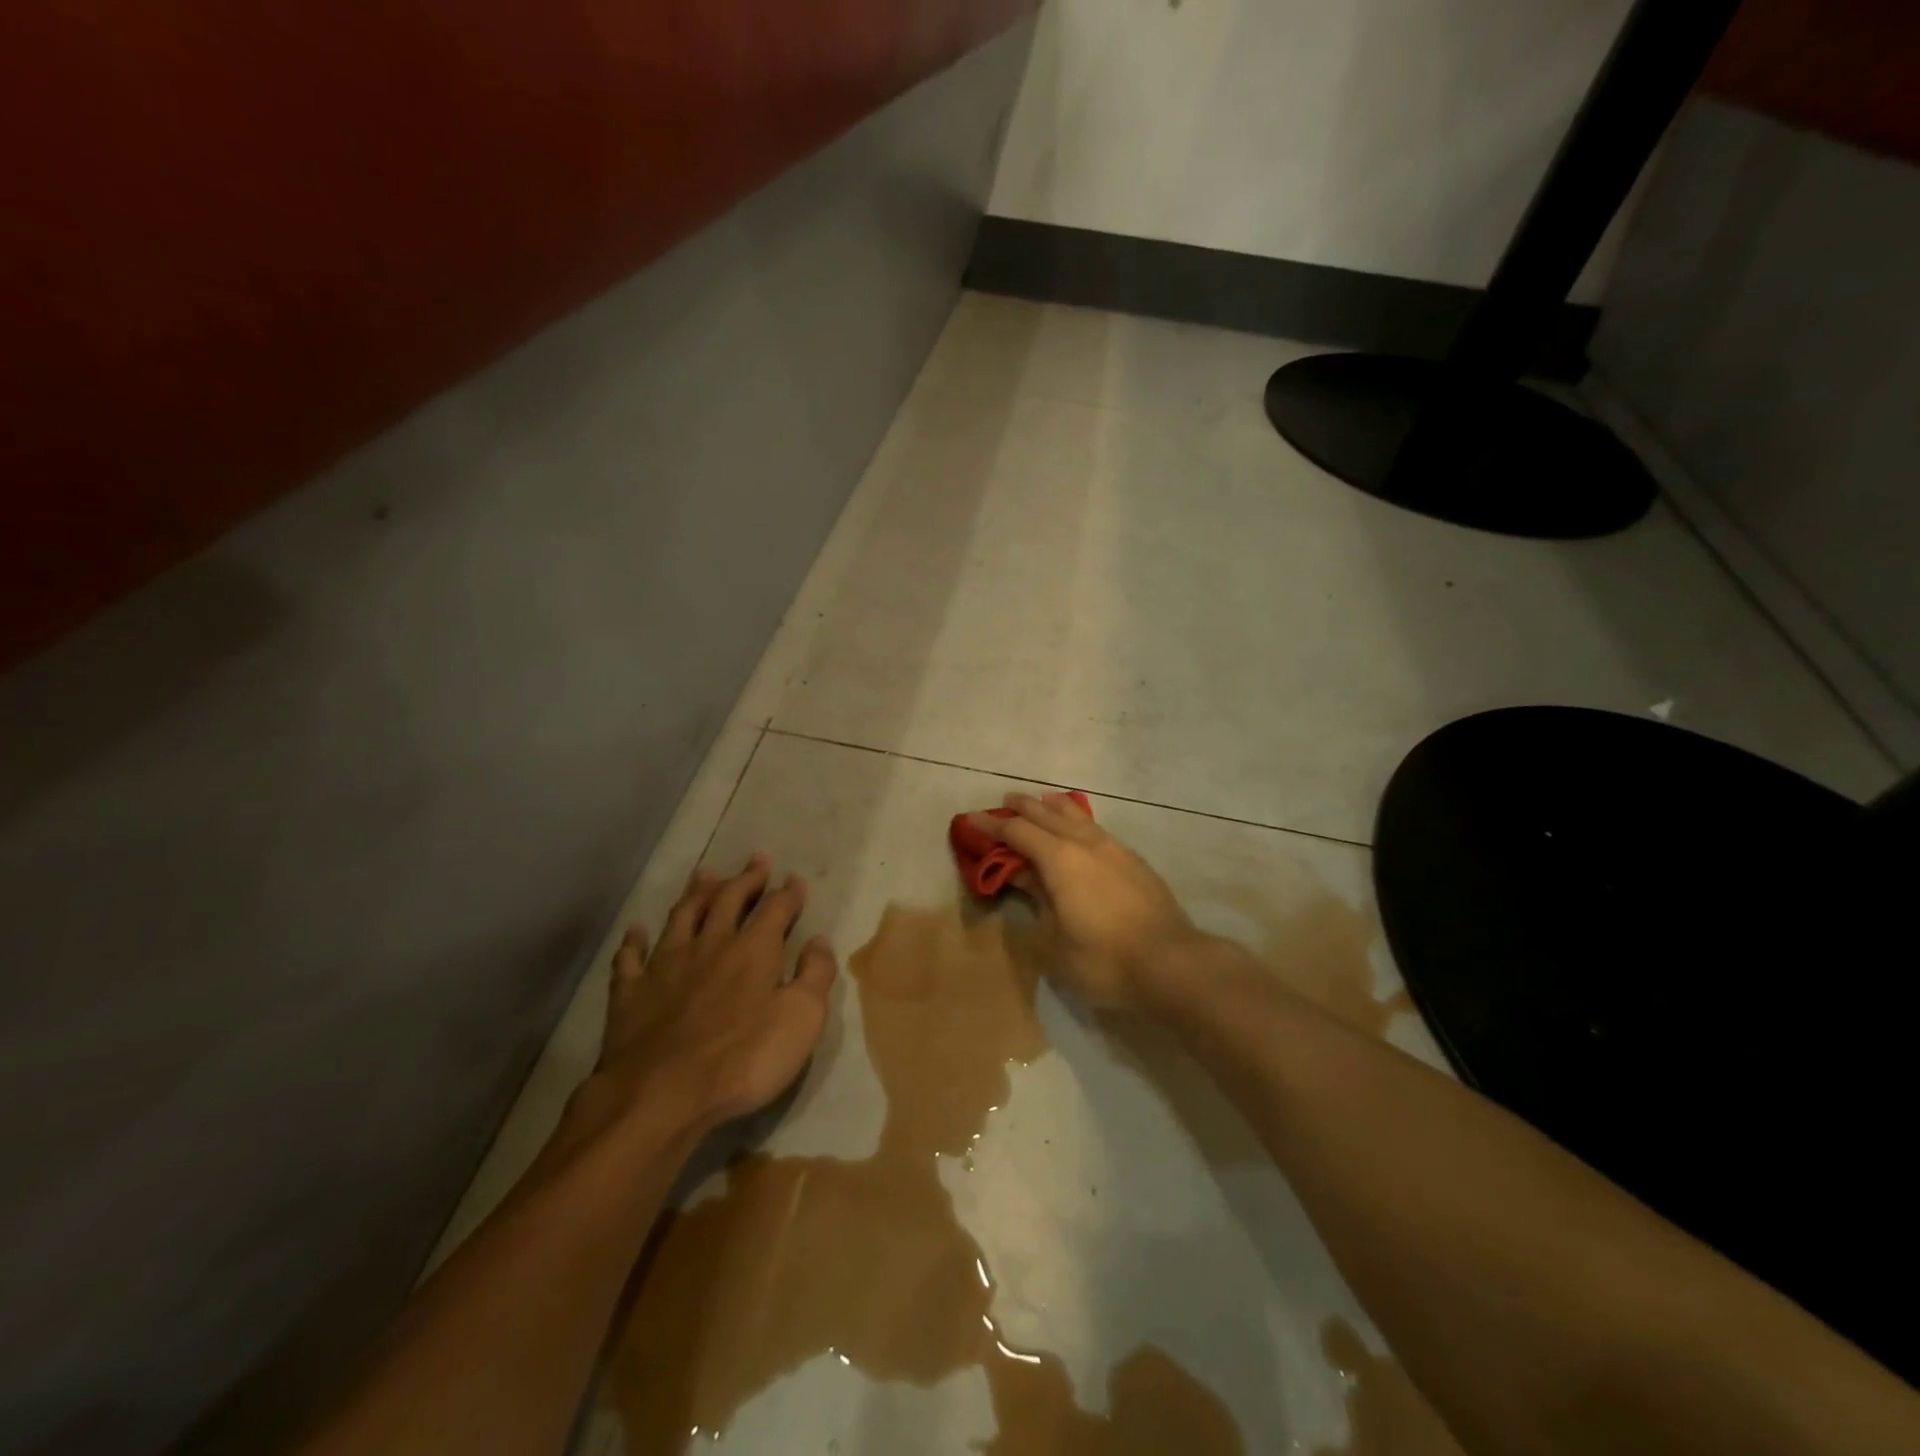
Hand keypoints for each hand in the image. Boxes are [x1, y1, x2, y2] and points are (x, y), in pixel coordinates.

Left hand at [578, 855, 837, 1140]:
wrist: (661, 1095)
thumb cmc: (743, 1059)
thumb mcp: (801, 1019)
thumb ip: (815, 976)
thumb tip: (820, 941)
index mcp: (753, 950)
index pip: (775, 909)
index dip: (787, 893)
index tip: (795, 880)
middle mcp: (710, 945)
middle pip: (728, 900)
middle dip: (745, 879)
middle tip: (756, 861)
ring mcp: (665, 966)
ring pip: (682, 917)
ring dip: (696, 893)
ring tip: (705, 874)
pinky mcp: (630, 993)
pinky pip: (631, 958)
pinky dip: (635, 941)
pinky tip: (637, 931)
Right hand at [967, 793, 1210, 1009]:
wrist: (1172, 963)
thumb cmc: (1104, 959)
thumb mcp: (1054, 942)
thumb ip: (1038, 903)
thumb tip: (1024, 877)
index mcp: (1059, 860)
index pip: (1018, 833)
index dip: (993, 826)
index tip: (972, 819)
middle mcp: (1085, 844)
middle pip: (1048, 815)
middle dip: (1024, 808)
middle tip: (1006, 801)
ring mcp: (1114, 850)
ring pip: (1078, 817)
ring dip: (1055, 808)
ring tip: (1044, 802)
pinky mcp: (1135, 862)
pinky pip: (1097, 829)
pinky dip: (1079, 822)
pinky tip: (1081, 831)